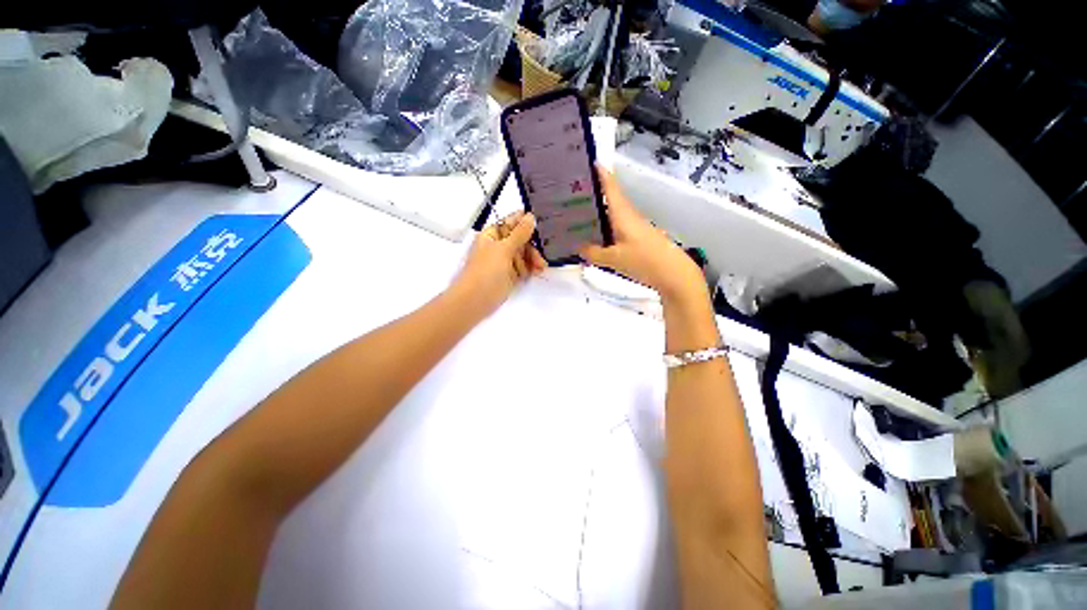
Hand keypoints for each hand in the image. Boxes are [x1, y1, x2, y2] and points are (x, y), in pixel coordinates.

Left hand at [452, 211, 546, 315]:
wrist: (476, 300)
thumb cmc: (486, 271)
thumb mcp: (503, 249)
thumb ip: (519, 233)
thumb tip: (530, 216)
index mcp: (492, 235)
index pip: (511, 222)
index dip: (526, 222)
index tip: (542, 224)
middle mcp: (499, 246)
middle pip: (521, 239)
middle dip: (532, 246)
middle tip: (540, 256)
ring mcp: (505, 261)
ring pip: (525, 254)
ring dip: (533, 258)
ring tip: (540, 267)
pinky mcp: (510, 274)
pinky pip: (524, 267)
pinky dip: (531, 268)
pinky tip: (537, 271)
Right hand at [580, 166, 706, 303]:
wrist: (672, 272)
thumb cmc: (642, 260)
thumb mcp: (613, 259)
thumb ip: (593, 253)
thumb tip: (578, 247)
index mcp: (622, 214)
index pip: (611, 188)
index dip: (601, 174)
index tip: (590, 161)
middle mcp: (629, 216)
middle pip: (611, 199)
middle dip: (594, 192)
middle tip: (573, 191)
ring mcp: (635, 226)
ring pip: (614, 213)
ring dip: (599, 210)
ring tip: (579, 212)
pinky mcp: (638, 237)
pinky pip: (618, 225)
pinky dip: (606, 225)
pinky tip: (597, 234)